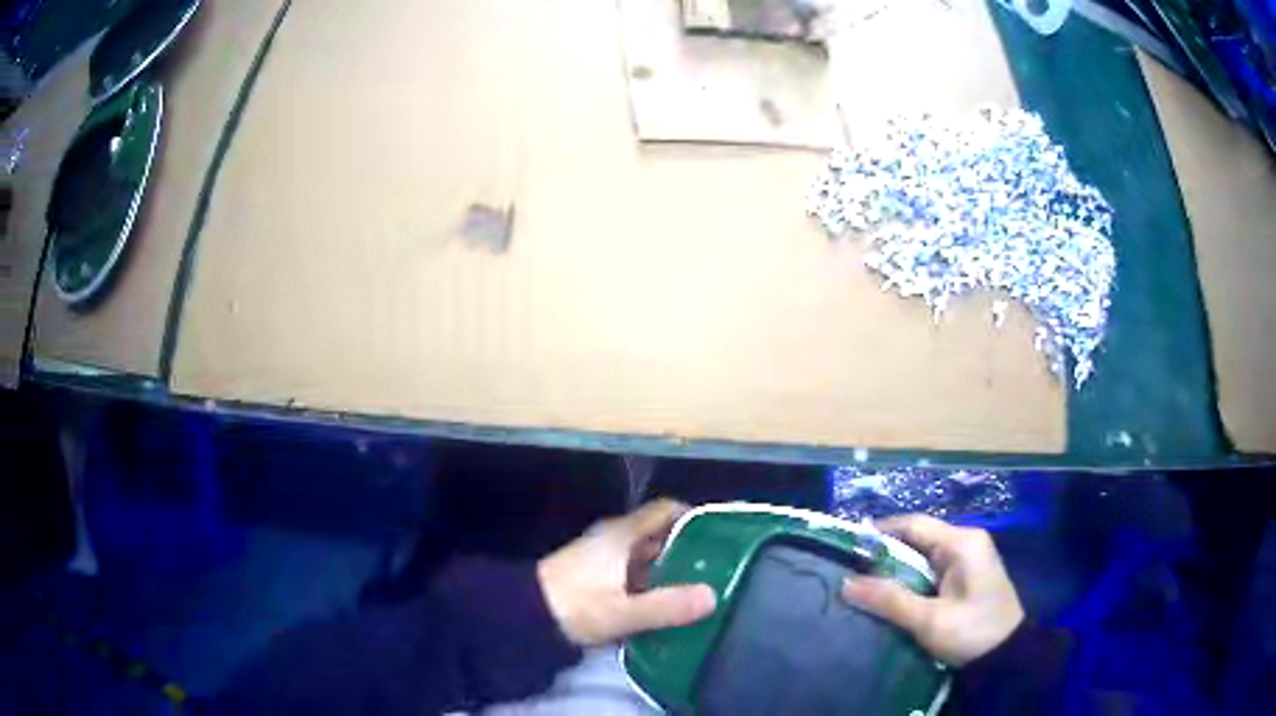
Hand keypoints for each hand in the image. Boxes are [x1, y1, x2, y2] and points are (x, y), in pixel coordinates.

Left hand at [538, 499, 716, 645]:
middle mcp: (613, 539)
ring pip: (646, 557)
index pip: (665, 510)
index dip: (694, 517)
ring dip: (670, 570)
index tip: (721, 534)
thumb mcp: (622, 611)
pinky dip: (652, 584)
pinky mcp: (594, 578)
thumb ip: (666, 606)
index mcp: (621, 535)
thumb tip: (713, 596)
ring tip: (701, 589)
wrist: (522, 617)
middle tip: (718, 569)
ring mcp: (602, 559)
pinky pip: (633, 574)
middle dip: (688, 549)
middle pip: (659, 535)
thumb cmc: (573, 606)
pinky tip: (667, 605)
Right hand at [841, 514, 1023, 665]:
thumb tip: (846, 584)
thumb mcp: (930, 620)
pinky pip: (930, 571)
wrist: (1006, 657)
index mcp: (962, 543)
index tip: (848, 547)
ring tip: (862, 584)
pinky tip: (890, 596)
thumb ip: (890, 600)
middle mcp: (965, 543)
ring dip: (896, 571)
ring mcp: (967, 560)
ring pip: (922, 556)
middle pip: (917, 539)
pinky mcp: (965, 578)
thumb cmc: (972, 632)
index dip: (880, 532)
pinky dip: (909, 581)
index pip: (914, 525)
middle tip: (851, 571)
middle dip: (885, 555)